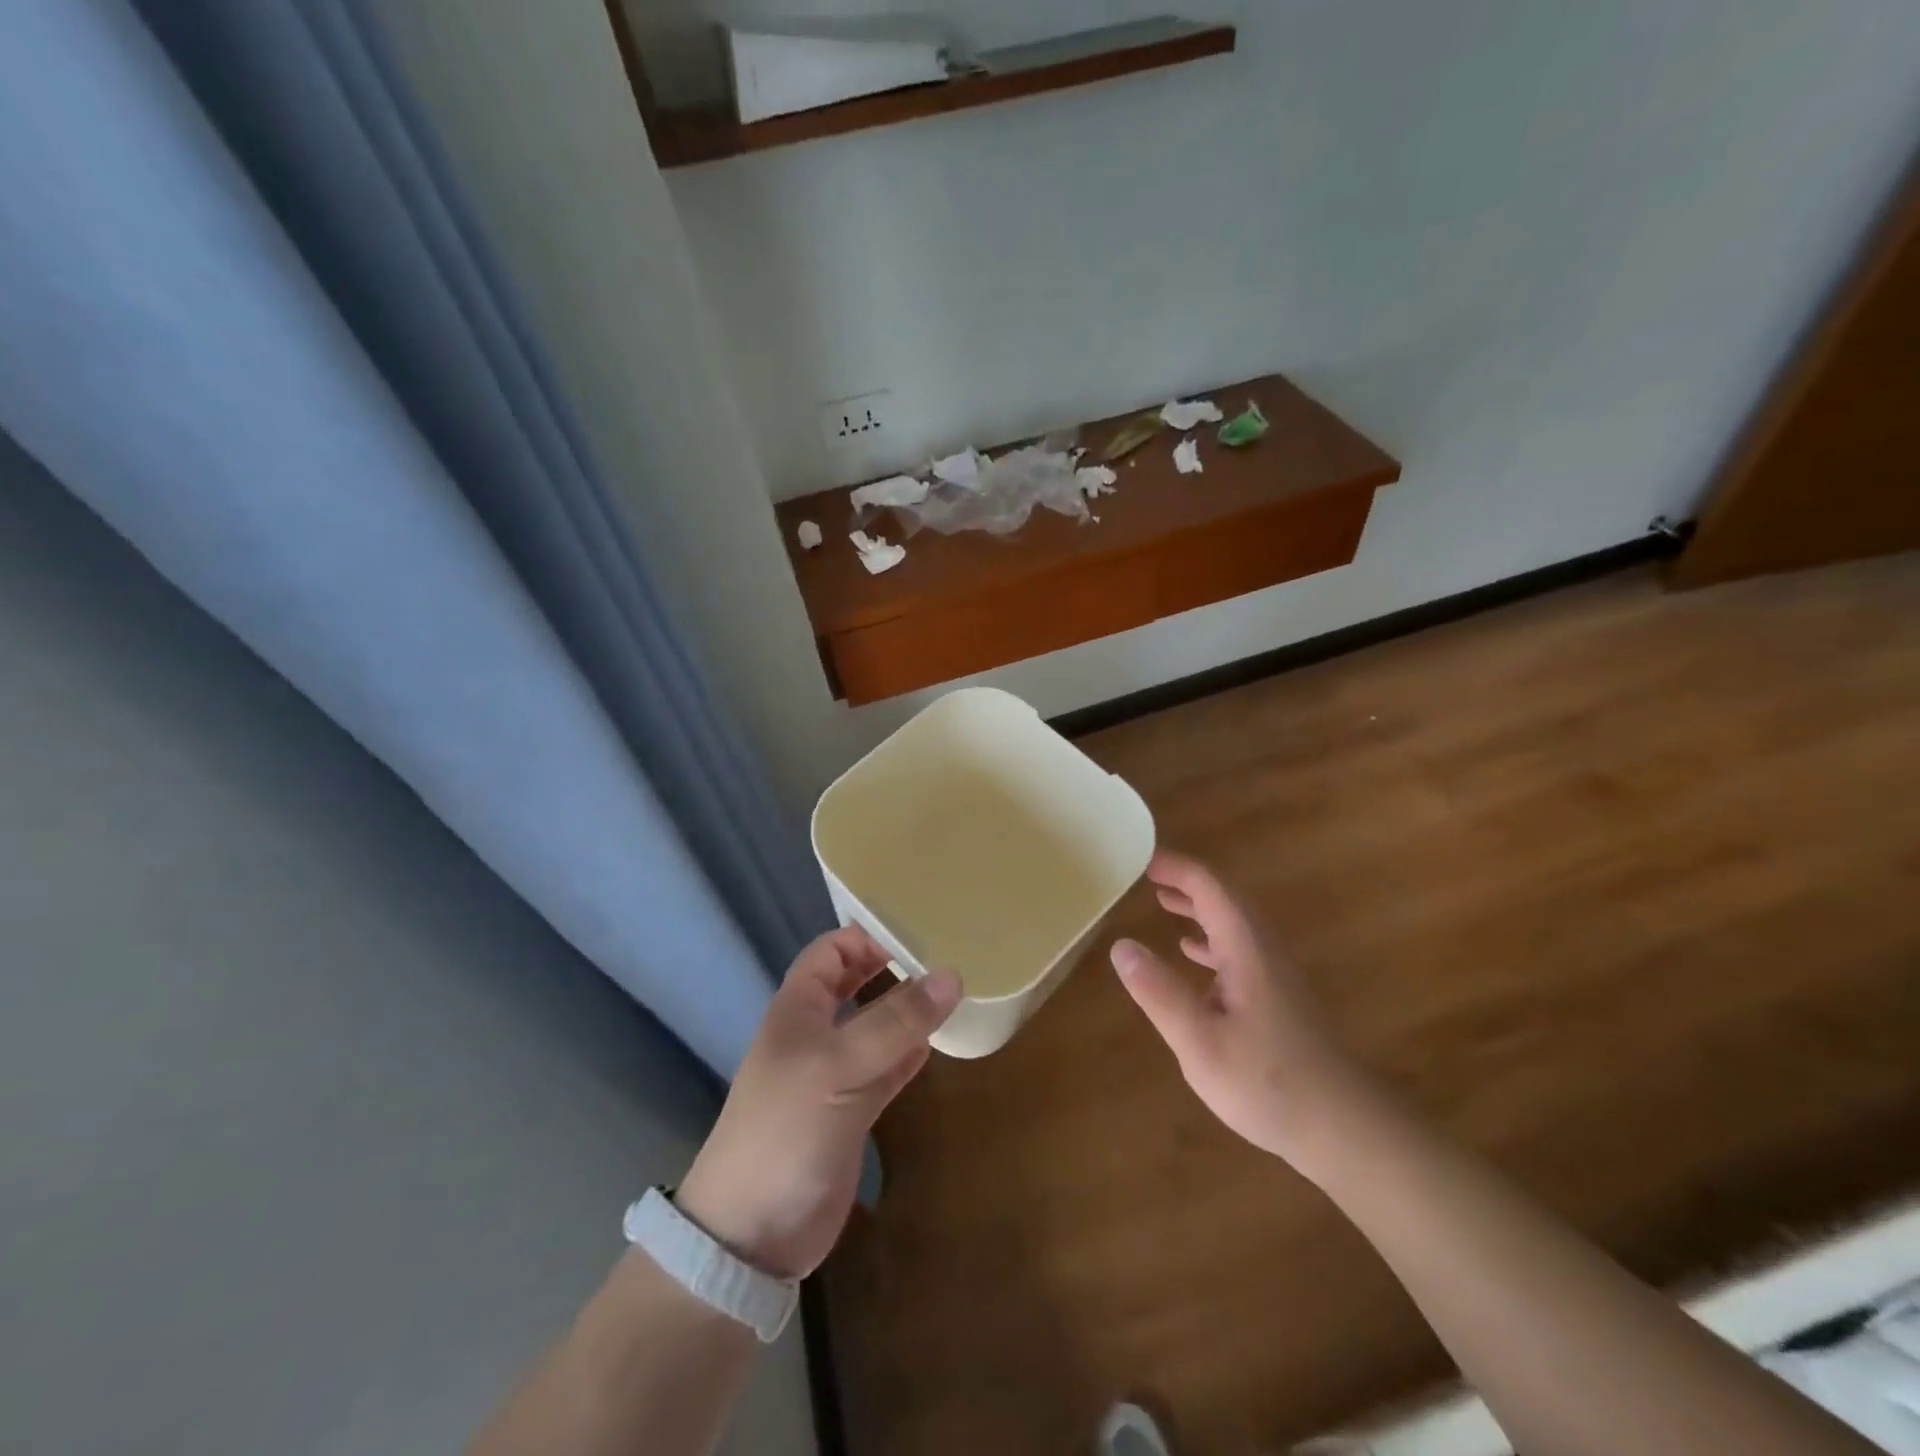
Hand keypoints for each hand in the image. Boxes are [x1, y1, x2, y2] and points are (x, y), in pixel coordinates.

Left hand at [675, 928, 959, 1279]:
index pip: (833, 951)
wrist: (754, 1233)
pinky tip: (940, 1042)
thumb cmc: (786, 1128)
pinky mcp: (854, 1110)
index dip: (868, 935)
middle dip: (894, 968)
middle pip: (858, 984)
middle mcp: (817, 1032)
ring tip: (956, 991)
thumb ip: (895, 1021)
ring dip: (910, 1011)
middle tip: (947, 955)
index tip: (919, 929)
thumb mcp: (838, 1065)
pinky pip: (889, 1068)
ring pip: (878, 1026)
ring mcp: (837, 1073)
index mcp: (799, 1008)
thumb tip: (952, 975)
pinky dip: (912, 1054)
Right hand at [1110, 850, 1368, 1171]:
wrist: (1344, 1129)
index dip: (1177, 867)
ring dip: (1199, 906)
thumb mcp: (1200, 1042)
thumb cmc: (1268, 1083)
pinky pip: (1239, 949)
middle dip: (1186, 880)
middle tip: (1146, 874)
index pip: (1210, 887)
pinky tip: (1193, 953)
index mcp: (1246, 949)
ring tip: (1163, 900)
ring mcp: (1274, 975)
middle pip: (1225, 898)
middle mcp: (1263, 951)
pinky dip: (1211, 938)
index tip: (1141, 858)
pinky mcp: (1278, 998)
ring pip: (1234, 923)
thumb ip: (1159, 992)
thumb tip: (1120, 945)